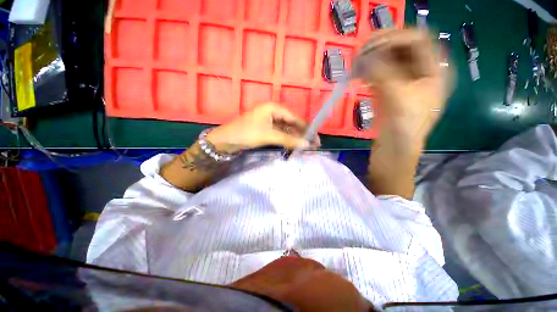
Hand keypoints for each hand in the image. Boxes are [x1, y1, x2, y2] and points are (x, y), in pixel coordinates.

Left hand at [206, 103, 316, 153]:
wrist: (226, 140)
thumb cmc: (247, 133)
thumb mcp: (269, 136)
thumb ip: (289, 140)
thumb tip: (307, 144)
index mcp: (274, 108)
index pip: (295, 118)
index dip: (306, 128)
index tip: (316, 138)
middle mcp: (273, 112)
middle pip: (291, 123)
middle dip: (302, 134)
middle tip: (313, 144)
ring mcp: (269, 121)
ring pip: (286, 129)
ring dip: (295, 138)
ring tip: (305, 147)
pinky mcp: (266, 129)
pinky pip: (280, 134)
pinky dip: (287, 140)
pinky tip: (294, 145)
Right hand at [355, 30, 451, 143]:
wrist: (394, 151)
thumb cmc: (404, 128)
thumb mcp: (398, 98)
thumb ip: (382, 74)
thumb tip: (364, 58)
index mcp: (435, 72)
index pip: (419, 40)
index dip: (396, 37)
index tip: (372, 45)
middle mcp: (422, 73)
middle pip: (403, 48)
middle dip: (382, 47)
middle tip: (361, 53)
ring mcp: (405, 82)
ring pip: (390, 61)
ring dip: (373, 60)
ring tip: (357, 64)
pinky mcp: (390, 92)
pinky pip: (381, 74)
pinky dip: (370, 72)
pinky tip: (359, 75)